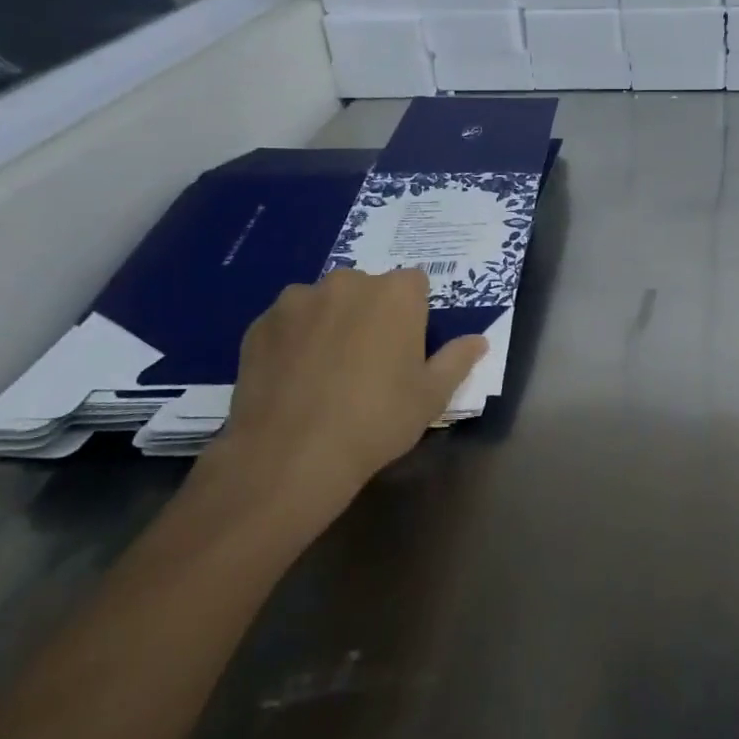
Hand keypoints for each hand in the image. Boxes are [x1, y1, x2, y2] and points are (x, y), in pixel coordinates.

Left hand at [184, 268, 485, 549]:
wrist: (290, 456)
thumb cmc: (376, 420)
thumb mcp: (431, 395)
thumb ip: (457, 360)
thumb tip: (479, 341)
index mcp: (396, 293)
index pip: (414, 284)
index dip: (413, 314)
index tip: (407, 348)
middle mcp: (347, 283)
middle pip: (368, 289)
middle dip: (371, 314)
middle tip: (369, 361)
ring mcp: (298, 300)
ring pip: (325, 303)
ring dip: (330, 322)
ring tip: (325, 371)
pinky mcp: (260, 324)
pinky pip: (288, 323)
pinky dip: (294, 340)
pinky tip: (294, 379)